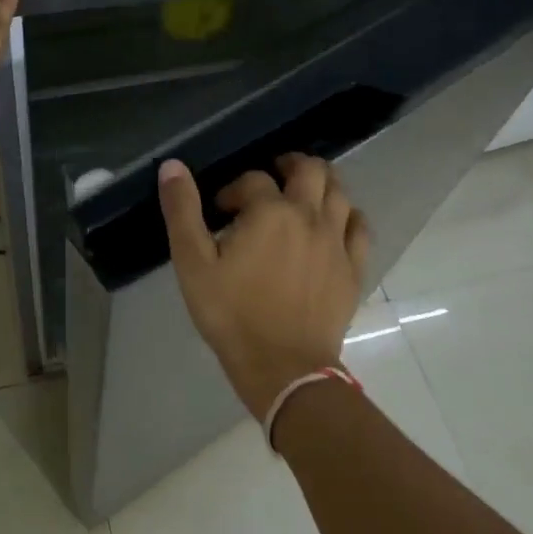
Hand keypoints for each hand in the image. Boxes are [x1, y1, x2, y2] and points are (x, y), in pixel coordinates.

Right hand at [158, 153, 369, 417]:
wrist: (284, 368)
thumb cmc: (232, 314)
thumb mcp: (193, 263)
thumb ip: (182, 210)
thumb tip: (172, 165)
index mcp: (270, 211)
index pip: (253, 179)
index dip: (234, 189)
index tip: (221, 212)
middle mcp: (309, 216)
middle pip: (310, 170)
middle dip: (288, 165)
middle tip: (272, 176)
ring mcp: (337, 242)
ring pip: (340, 192)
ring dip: (320, 183)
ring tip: (302, 193)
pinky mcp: (353, 268)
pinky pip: (360, 227)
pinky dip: (347, 216)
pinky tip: (334, 224)